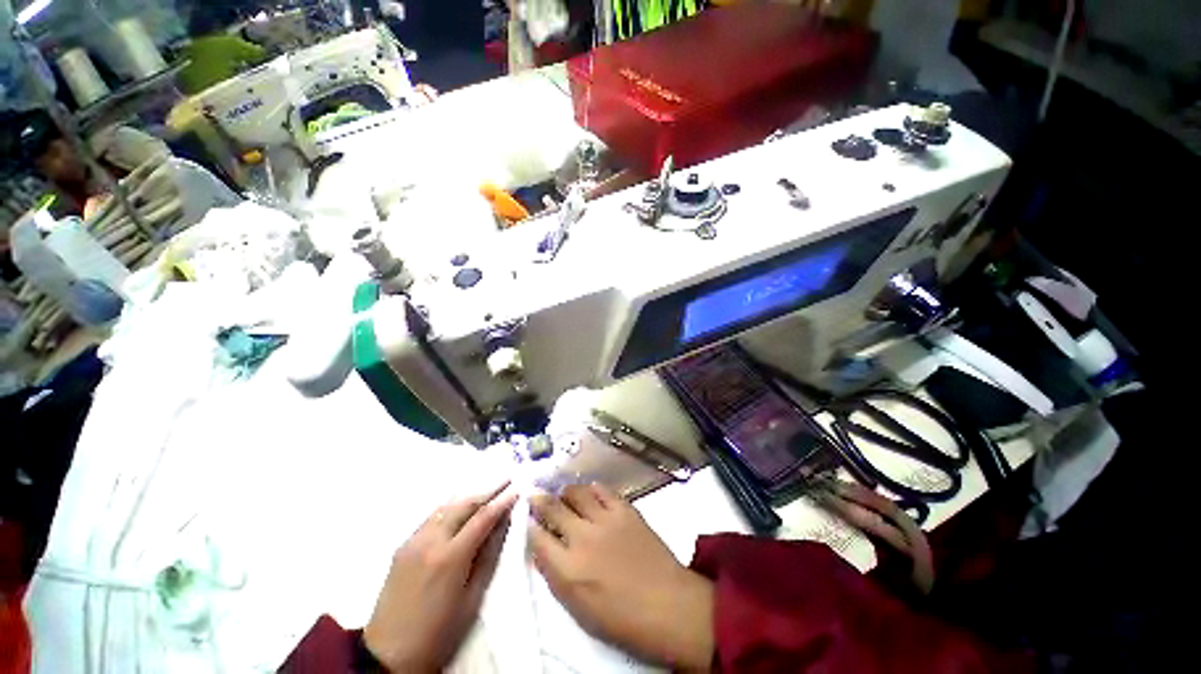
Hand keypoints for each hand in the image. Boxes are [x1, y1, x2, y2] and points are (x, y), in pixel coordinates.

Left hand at [364, 482, 517, 671]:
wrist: (388, 655)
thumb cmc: (439, 633)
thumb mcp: (472, 598)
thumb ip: (489, 556)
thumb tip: (503, 523)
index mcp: (450, 557)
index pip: (482, 518)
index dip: (502, 501)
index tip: (517, 489)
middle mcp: (430, 540)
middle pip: (464, 504)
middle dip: (488, 490)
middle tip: (507, 480)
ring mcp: (413, 541)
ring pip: (447, 506)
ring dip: (470, 495)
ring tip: (488, 489)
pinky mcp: (403, 546)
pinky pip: (432, 516)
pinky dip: (451, 507)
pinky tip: (461, 508)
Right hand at [530, 484, 714, 670]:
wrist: (667, 605)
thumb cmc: (621, 619)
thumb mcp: (579, 608)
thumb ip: (557, 576)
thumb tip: (544, 551)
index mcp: (567, 570)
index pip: (537, 538)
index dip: (529, 526)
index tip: (527, 520)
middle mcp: (582, 538)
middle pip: (553, 509)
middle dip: (540, 501)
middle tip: (535, 496)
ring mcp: (605, 519)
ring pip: (576, 493)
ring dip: (566, 493)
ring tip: (564, 495)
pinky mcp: (625, 510)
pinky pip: (603, 490)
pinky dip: (592, 489)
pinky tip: (590, 492)